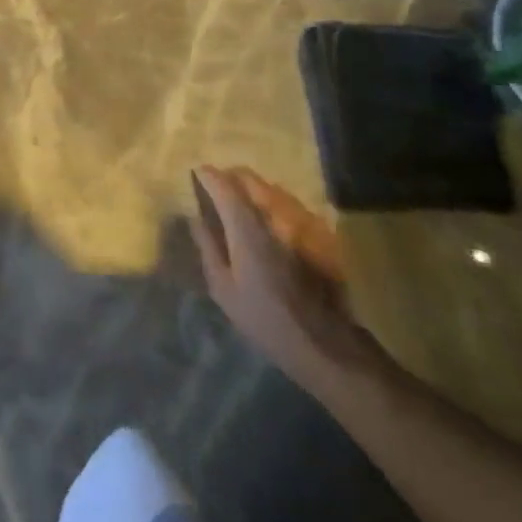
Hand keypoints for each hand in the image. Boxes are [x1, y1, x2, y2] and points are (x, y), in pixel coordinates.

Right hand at [189, 165, 378, 380]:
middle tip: (218, 190)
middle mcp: (273, 214)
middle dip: (229, 177)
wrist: (327, 346)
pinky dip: (275, 205)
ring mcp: (300, 221)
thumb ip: (207, 247)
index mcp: (246, 227)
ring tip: (244, 206)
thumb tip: (194, 217)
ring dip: (253, 190)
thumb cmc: (266, 320)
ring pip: (270, 188)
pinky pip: (290, 205)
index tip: (196, 175)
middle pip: (248, 177)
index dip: (206, 175)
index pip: (222, 184)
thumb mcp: (224, 290)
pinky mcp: (320, 233)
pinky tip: (272, 225)